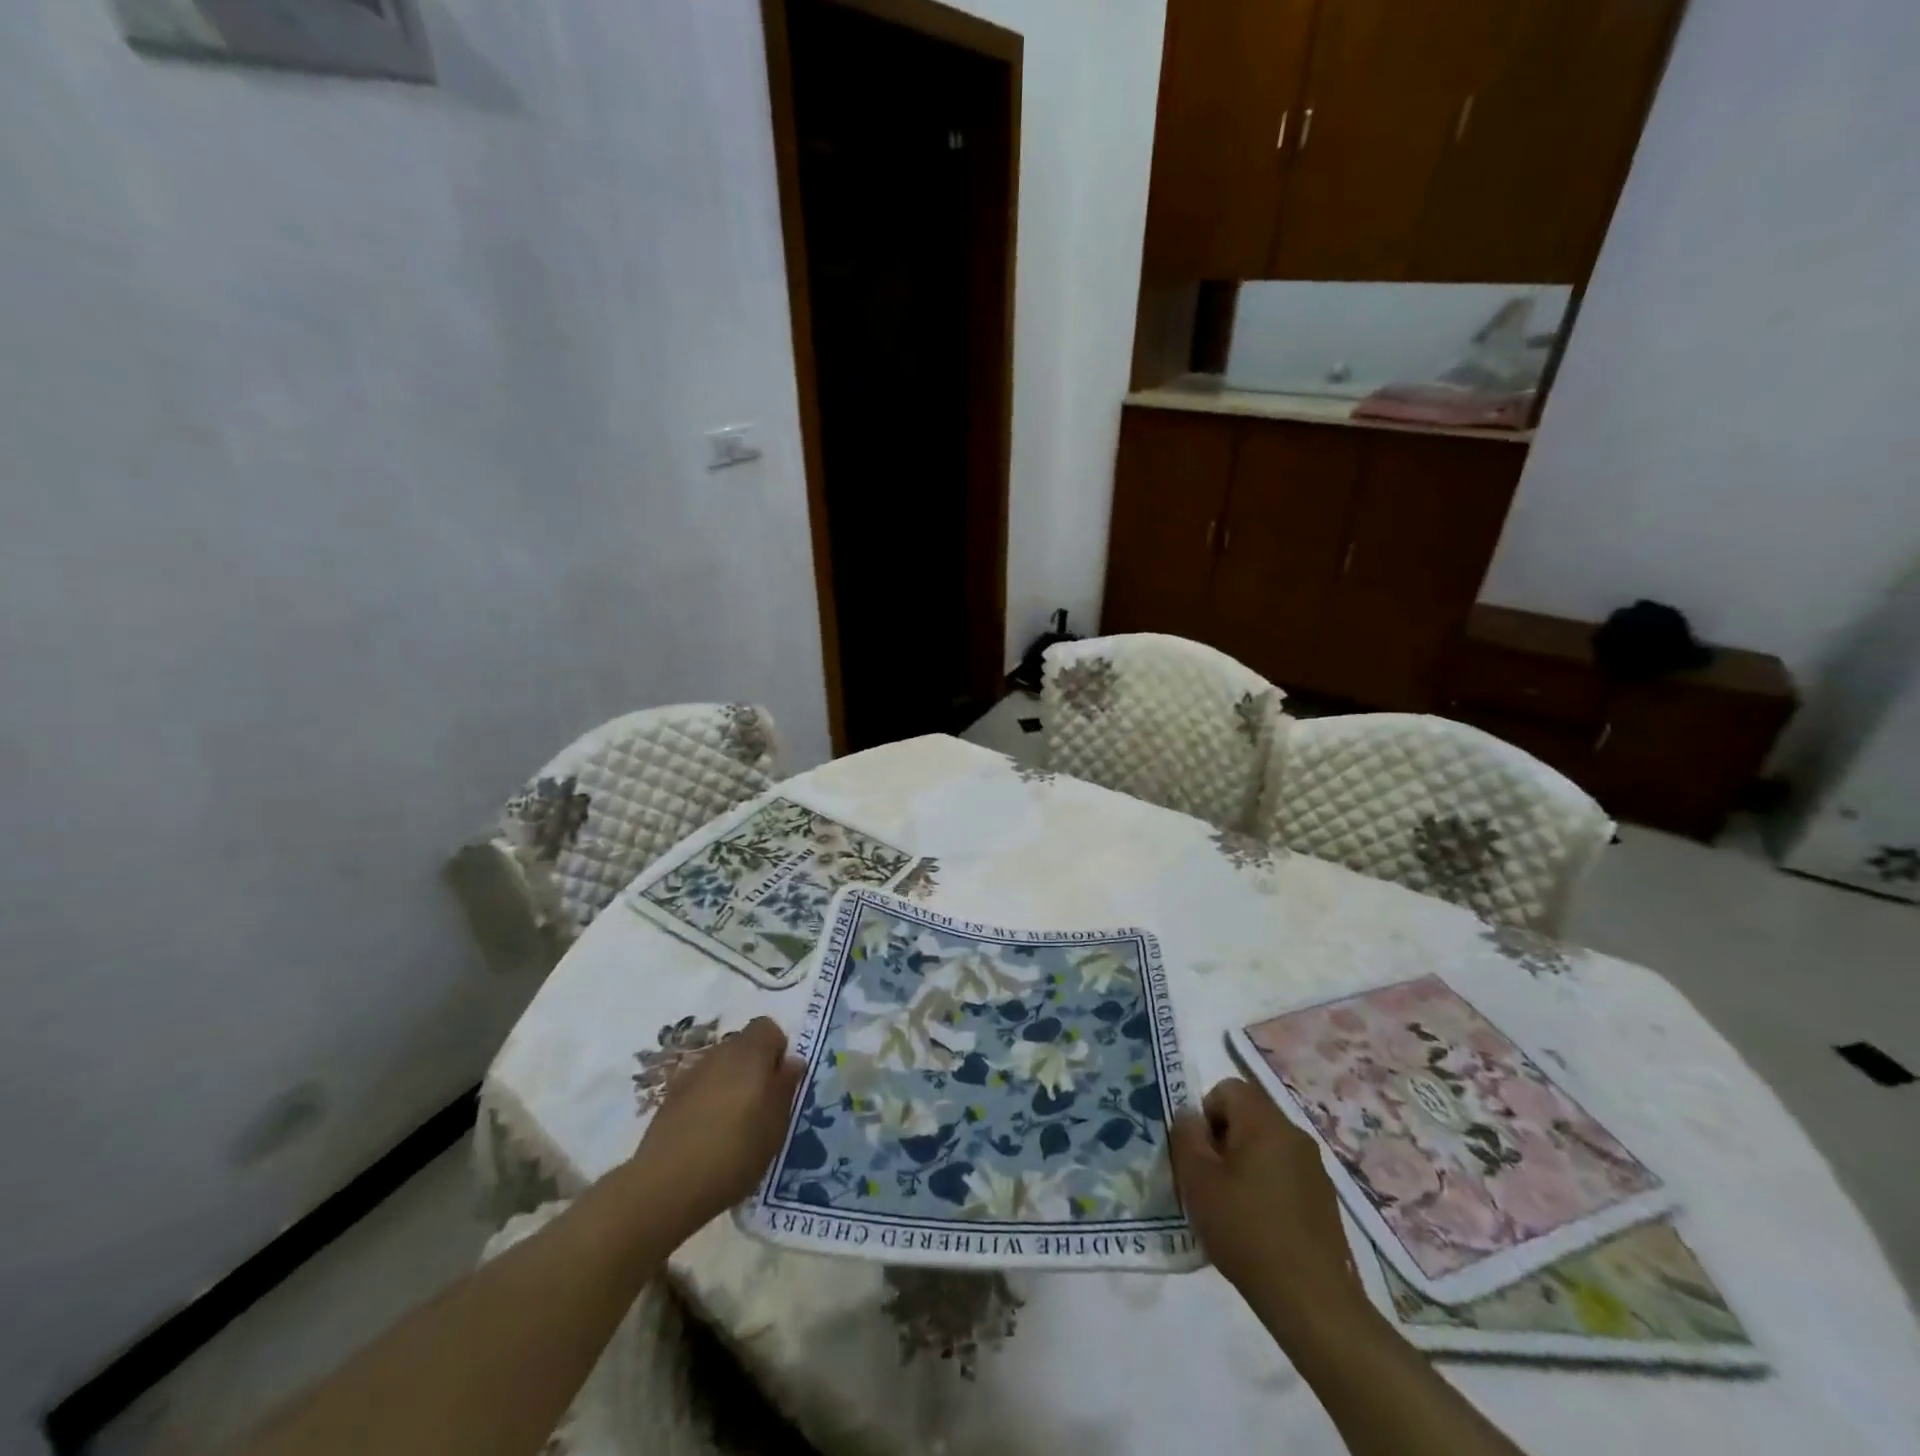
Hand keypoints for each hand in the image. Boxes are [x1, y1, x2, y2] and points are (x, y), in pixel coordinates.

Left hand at [628, 1017, 804, 1239]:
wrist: (666, 1186)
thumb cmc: (735, 1151)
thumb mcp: (776, 1125)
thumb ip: (785, 1087)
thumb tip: (791, 1062)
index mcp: (749, 1052)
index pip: (768, 1027)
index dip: (777, 1050)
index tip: (780, 1083)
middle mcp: (719, 1053)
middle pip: (742, 1045)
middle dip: (754, 1067)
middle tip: (761, 1106)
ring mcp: (690, 1074)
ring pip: (720, 1066)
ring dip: (730, 1084)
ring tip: (733, 1124)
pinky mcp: (669, 1098)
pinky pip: (700, 1088)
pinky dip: (707, 1101)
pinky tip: (708, 1134)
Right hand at [1171, 1076, 1364, 1338]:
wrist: (1313, 1301)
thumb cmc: (1247, 1231)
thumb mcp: (1198, 1182)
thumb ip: (1186, 1137)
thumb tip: (1189, 1116)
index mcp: (1265, 1122)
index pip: (1228, 1088)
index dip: (1206, 1113)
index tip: (1200, 1154)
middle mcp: (1294, 1134)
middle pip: (1249, 1115)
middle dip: (1224, 1139)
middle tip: (1210, 1180)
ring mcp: (1315, 1167)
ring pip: (1267, 1145)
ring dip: (1245, 1163)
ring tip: (1232, 1206)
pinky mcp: (1324, 1199)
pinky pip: (1285, 1173)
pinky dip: (1267, 1186)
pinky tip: (1259, 1226)